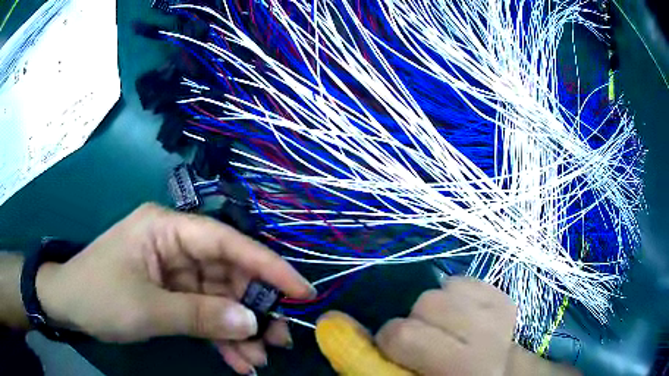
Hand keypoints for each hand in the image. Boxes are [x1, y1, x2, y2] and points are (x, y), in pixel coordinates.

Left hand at [35, 203, 314, 373]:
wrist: (68, 305)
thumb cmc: (97, 295)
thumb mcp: (147, 309)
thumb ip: (200, 316)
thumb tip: (252, 323)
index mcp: (166, 229)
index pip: (225, 241)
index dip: (266, 265)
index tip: (300, 291)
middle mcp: (175, 244)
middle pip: (227, 274)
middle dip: (253, 309)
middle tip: (279, 340)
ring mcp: (174, 271)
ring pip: (219, 299)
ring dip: (238, 331)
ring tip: (258, 360)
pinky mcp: (171, 294)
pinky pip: (203, 314)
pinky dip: (219, 337)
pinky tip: (237, 360)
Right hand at [317, 277, 579, 375]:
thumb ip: (370, 359)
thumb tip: (331, 321)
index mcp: (459, 367)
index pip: (403, 334)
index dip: (388, 341)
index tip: (394, 352)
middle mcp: (486, 337)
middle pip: (427, 302)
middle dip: (416, 322)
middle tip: (424, 340)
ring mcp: (499, 312)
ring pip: (446, 286)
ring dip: (437, 307)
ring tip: (444, 328)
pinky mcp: (504, 297)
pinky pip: (465, 281)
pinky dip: (455, 296)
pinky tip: (461, 317)